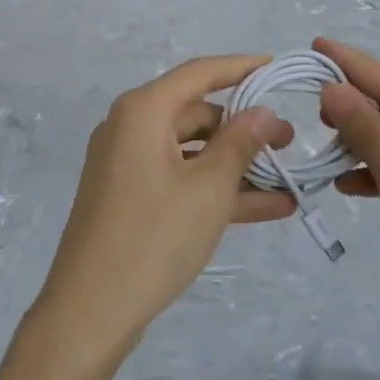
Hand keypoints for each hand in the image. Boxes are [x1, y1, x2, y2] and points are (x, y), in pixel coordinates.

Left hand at [31, 56, 295, 366]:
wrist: (90, 312)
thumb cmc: (153, 237)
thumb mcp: (208, 189)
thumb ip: (240, 143)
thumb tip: (264, 112)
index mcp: (143, 111)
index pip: (199, 73)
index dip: (240, 67)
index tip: (275, 66)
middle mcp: (130, 127)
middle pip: (195, 113)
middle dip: (244, 127)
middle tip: (289, 142)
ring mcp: (127, 164)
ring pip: (192, 151)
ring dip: (236, 165)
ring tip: (287, 178)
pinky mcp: (130, 197)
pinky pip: (180, 179)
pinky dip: (215, 189)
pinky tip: (266, 207)